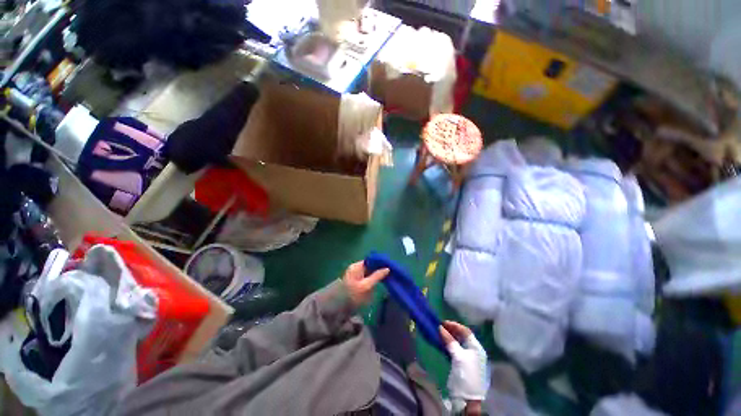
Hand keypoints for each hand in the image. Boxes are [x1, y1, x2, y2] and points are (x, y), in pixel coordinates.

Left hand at [342, 261, 388, 307]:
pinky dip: (373, 281)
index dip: (379, 263)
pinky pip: (367, 279)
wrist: (338, 309)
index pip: (370, 260)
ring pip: (369, 273)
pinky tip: (379, 285)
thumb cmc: (352, 295)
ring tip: (387, 279)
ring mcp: (356, 276)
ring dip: (377, 276)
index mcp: (357, 266)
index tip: (389, 267)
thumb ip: (377, 276)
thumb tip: (387, 268)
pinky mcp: (357, 284)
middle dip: (379, 269)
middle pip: (370, 266)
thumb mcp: (366, 286)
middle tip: (390, 274)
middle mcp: (356, 269)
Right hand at [440, 321, 488, 401]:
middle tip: (440, 327)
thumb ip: (450, 341)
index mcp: (476, 348)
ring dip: (449, 337)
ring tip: (439, 333)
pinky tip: (442, 343)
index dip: (454, 325)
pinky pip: (456, 349)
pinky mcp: (463, 363)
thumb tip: (440, 328)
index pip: (466, 331)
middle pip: (462, 336)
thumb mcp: (458, 357)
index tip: (443, 323)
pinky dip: (449, 344)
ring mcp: (469, 357)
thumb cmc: (465, 374)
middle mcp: (474, 350)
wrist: (467, 398)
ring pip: (459, 342)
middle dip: (451, 330)